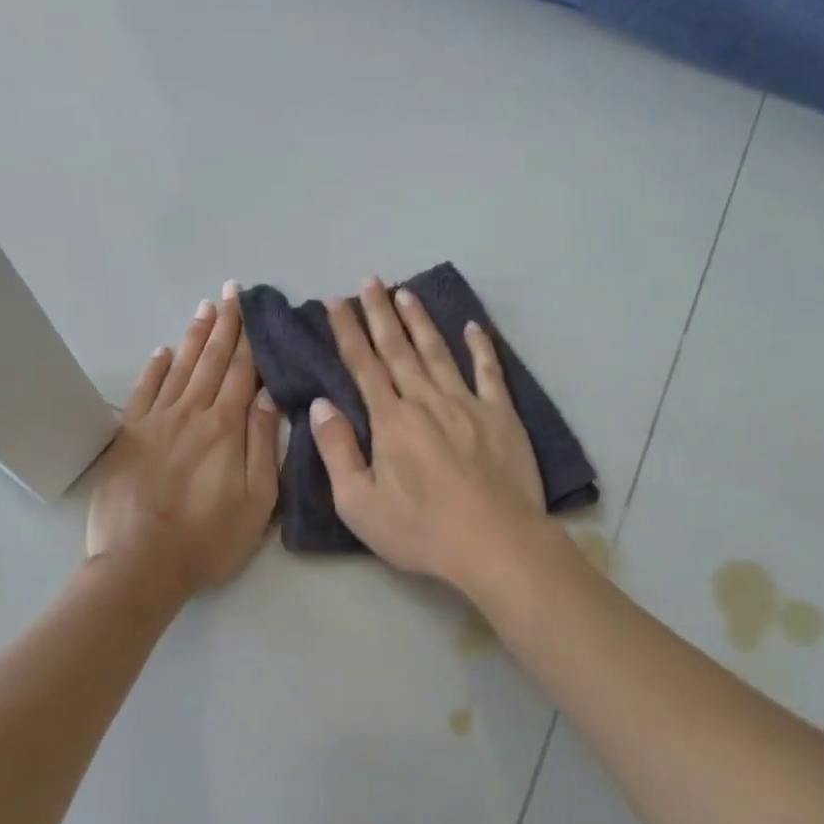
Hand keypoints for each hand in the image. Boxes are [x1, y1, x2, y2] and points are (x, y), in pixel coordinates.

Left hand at [87, 282, 279, 595]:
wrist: (141, 564)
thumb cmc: (209, 539)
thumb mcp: (258, 501)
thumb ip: (265, 446)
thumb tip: (270, 399)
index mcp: (226, 428)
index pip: (243, 373)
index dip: (250, 339)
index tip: (255, 309)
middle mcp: (191, 413)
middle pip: (212, 360)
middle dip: (225, 325)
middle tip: (231, 292)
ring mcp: (156, 421)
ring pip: (180, 367)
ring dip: (195, 336)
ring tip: (206, 308)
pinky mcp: (129, 435)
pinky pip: (144, 390)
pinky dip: (155, 367)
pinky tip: (164, 350)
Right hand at [309, 278, 545, 586]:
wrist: (495, 543)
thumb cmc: (421, 530)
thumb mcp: (359, 503)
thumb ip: (337, 451)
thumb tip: (322, 405)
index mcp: (391, 420)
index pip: (364, 366)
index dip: (348, 333)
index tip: (335, 303)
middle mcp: (426, 400)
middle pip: (398, 349)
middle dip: (380, 313)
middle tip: (369, 281)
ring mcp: (468, 404)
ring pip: (438, 352)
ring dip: (420, 321)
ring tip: (405, 292)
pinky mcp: (501, 416)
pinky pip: (489, 372)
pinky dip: (480, 347)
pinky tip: (472, 326)